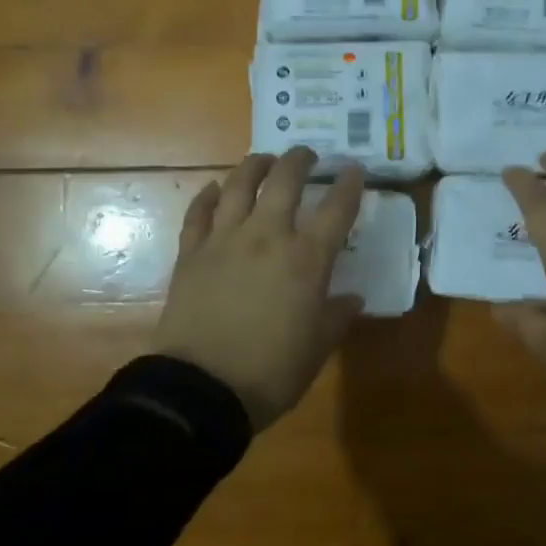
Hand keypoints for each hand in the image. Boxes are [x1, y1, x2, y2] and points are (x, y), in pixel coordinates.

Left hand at [152, 148, 364, 430]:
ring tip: (264, 160)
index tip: (354, 169)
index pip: (336, 209)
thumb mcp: (318, 348)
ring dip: (255, 165)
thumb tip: (352, 298)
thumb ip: (337, 316)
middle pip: (285, 180)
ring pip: (240, 184)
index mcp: (306, 259)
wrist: (201, 389)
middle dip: (300, 160)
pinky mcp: (191, 252)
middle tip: (307, 155)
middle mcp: (266, 236)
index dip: (349, 184)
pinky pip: (199, 212)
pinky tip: (215, 189)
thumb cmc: (270, 372)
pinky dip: (208, 196)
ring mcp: (224, 239)